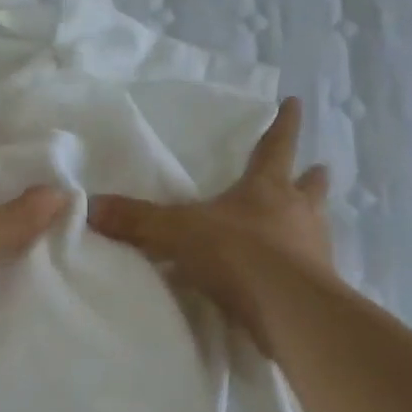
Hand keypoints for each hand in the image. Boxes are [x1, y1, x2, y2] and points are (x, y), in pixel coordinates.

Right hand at [87, 97, 332, 347]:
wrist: (289, 310)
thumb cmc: (238, 254)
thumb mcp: (179, 232)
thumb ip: (137, 220)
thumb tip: (90, 205)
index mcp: (267, 187)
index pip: (276, 145)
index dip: (284, 123)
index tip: (295, 102)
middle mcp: (297, 211)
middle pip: (309, 185)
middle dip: (311, 175)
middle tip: (319, 167)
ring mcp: (314, 248)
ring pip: (316, 223)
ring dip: (311, 219)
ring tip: (308, 221)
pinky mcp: (321, 286)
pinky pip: (313, 266)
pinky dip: (306, 262)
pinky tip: (296, 272)